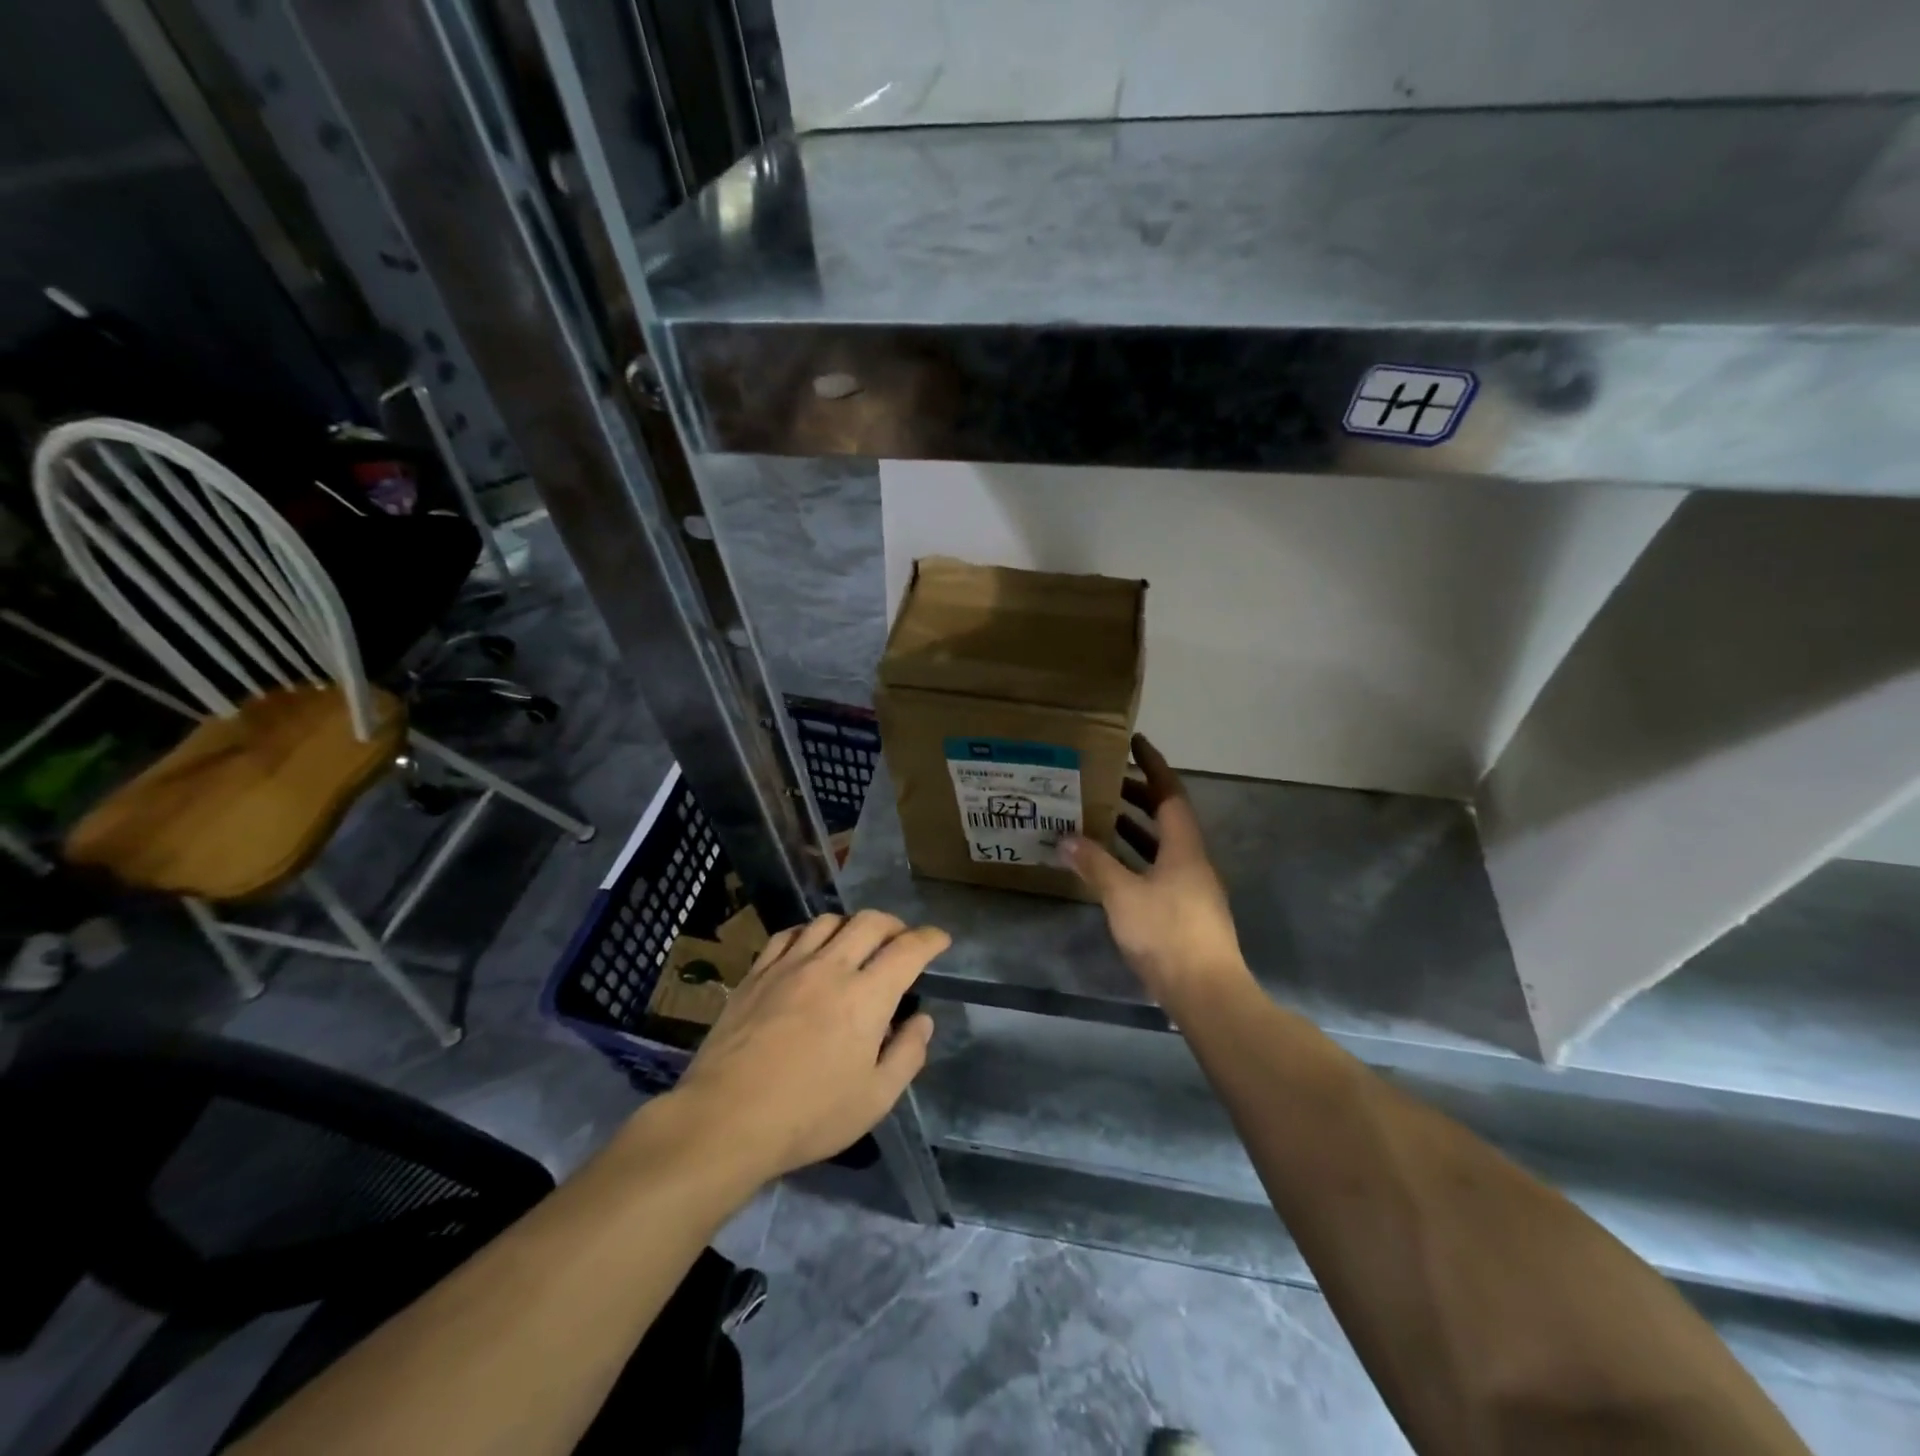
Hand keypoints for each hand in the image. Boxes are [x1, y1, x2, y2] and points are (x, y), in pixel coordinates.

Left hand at [671, 909, 943, 1180]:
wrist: (726, 1119)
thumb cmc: (808, 1116)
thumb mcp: (875, 1100)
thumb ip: (907, 1055)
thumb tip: (922, 1020)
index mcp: (866, 997)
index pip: (908, 950)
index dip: (930, 939)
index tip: (940, 940)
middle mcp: (831, 968)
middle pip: (870, 922)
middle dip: (894, 924)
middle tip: (901, 940)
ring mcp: (789, 966)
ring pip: (828, 921)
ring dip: (852, 925)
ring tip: (856, 943)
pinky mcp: (756, 974)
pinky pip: (788, 935)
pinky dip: (808, 933)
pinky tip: (809, 949)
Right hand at [1064, 735, 1248, 1009]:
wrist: (1206, 993)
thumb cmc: (1167, 934)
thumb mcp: (1123, 895)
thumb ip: (1095, 864)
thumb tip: (1066, 838)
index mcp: (1184, 847)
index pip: (1169, 793)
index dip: (1153, 765)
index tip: (1135, 742)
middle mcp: (1192, 860)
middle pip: (1166, 816)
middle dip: (1138, 795)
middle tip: (1106, 781)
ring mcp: (1191, 887)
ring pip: (1161, 845)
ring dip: (1134, 828)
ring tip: (1101, 817)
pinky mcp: (1185, 911)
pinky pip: (1157, 869)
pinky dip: (1134, 858)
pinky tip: (1111, 868)